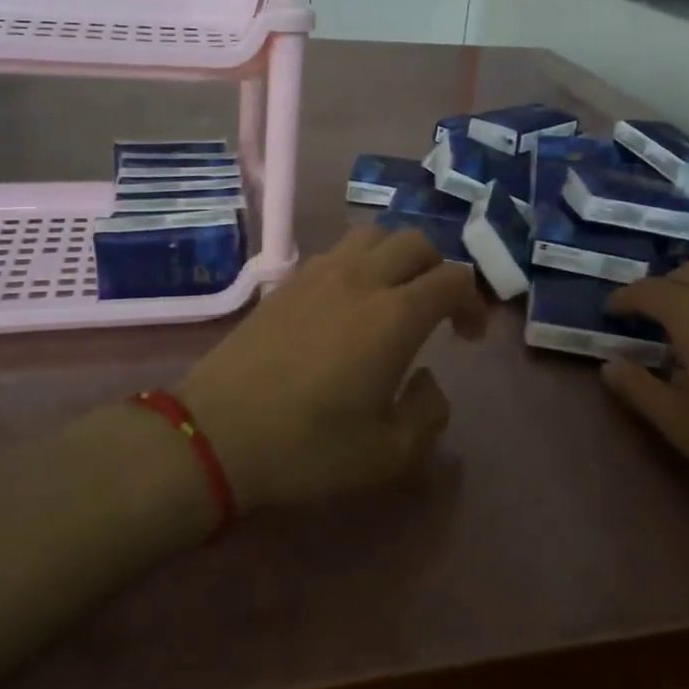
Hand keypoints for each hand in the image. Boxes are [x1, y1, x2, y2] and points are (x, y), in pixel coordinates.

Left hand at [177, 224, 488, 512]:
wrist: (215, 436)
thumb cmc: (308, 448)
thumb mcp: (390, 454)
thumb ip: (429, 412)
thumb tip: (427, 378)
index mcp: (393, 314)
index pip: (453, 278)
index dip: (473, 302)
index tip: (468, 337)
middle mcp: (360, 279)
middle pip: (415, 242)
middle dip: (439, 268)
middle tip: (438, 310)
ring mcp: (318, 274)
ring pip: (372, 235)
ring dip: (396, 256)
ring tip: (394, 295)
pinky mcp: (286, 283)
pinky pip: (336, 252)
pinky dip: (359, 263)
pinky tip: (349, 304)